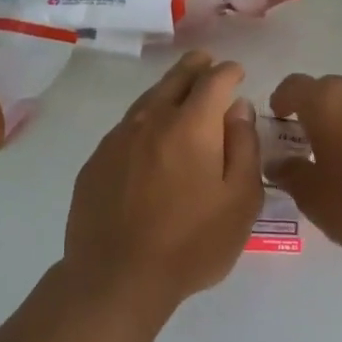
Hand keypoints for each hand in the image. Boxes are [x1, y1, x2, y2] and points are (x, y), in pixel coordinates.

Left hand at [63, 51, 263, 317]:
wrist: (117, 277)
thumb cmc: (192, 243)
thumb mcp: (240, 200)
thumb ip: (244, 147)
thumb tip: (238, 108)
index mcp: (192, 126)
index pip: (214, 81)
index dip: (229, 72)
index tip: (237, 74)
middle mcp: (152, 120)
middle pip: (176, 80)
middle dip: (195, 68)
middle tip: (205, 63)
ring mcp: (118, 139)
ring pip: (148, 100)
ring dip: (168, 89)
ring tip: (180, 89)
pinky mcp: (97, 161)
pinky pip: (127, 126)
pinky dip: (145, 119)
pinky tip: (149, 134)